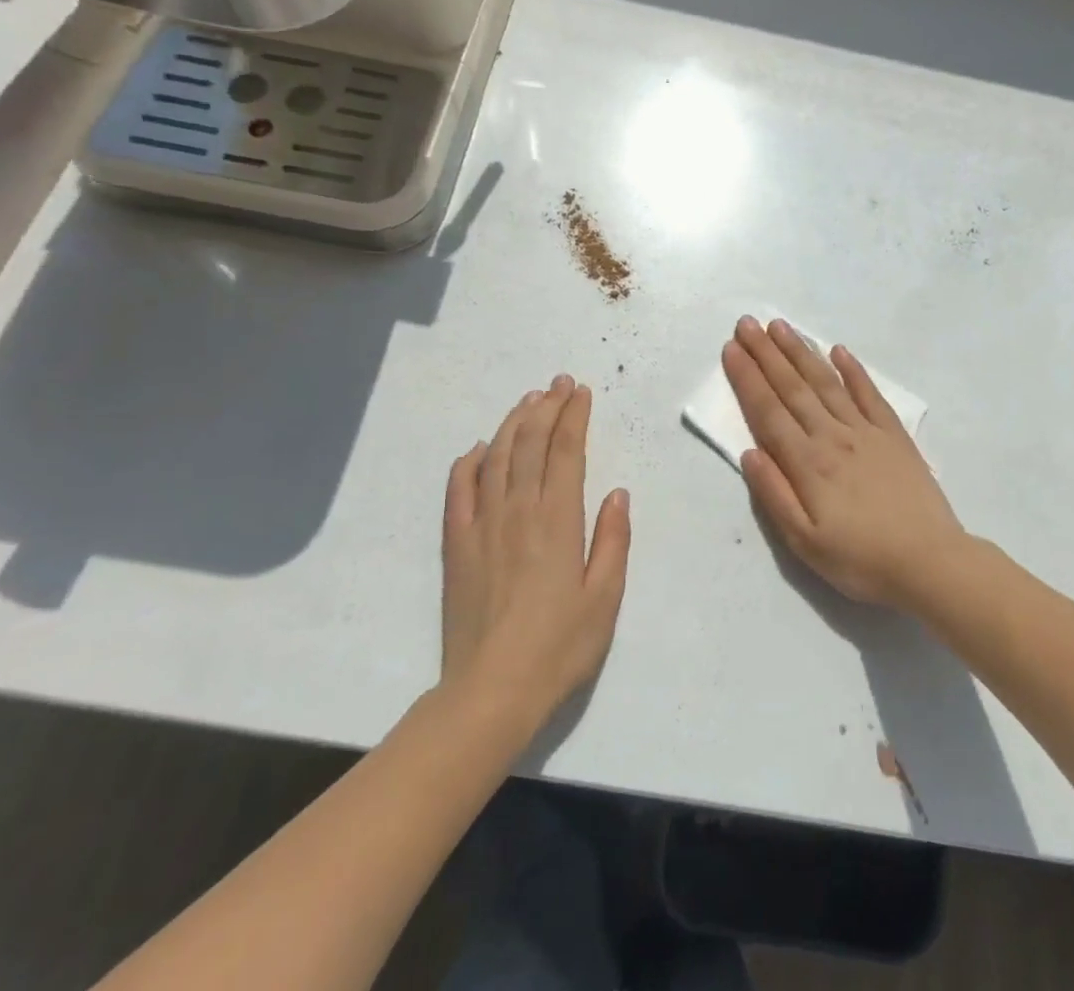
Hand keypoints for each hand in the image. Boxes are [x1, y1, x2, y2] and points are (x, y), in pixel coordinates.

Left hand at [441, 377, 631, 731]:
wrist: (491, 691)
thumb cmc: (559, 647)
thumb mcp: (605, 598)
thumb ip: (612, 541)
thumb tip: (617, 493)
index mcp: (558, 520)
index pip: (566, 452)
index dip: (574, 416)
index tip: (581, 392)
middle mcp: (519, 511)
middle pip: (530, 444)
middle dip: (546, 407)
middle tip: (558, 384)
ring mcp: (482, 525)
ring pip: (495, 458)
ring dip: (511, 424)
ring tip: (527, 401)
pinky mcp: (456, 545)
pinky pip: (458, 492)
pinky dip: (467, 463)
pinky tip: (477, 449)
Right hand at [722, 317, 965, 610]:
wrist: (931, 563)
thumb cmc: (861, 560)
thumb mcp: (805, 542)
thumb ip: (774, 494)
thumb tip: (748, 452)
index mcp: (807, 462)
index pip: (768, 410)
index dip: (747, 377)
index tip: (731, 348)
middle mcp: (832, 436)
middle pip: (793, 387)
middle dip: (766, 353)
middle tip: (747, 323)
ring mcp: (866, 431)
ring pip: (826, 383)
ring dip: (801, 352)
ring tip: (781, 326)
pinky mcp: (894, 435)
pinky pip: (870, 394)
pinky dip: (853, 370)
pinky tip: (839, 351)